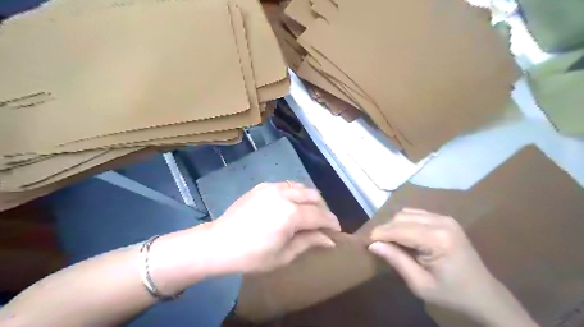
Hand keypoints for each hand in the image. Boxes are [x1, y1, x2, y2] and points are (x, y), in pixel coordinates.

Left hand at [209, 183, 340, 274]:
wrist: (219, 243)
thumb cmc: (252, 256)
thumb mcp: (284, 255)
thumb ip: (309, 242)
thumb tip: (330, 240)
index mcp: (291, 214)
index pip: (320, 215)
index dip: (331, 223)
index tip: (337, 231)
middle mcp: (285, 195)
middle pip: (314, 196)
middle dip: (323, 209)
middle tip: (322, 224)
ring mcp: (272, 187)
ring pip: (301, 187)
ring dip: (310, 199)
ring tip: (308, 213)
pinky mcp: (263, 186)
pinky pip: (287, 185)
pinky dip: (296, 193)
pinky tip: (291, 205)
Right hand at [367, 209, 494, 316]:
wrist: (483, 294)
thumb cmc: (451, 293)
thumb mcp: (420, 284)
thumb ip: (396, 260)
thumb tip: (373, 245)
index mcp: (438, 240)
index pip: (399, 229)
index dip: (379, 234)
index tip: (365, 242)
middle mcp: (441, 222)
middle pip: (401, 218)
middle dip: (385, 229)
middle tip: (377, 245)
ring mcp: (445, 218)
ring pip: (406, 213)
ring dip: (394, 225)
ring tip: (390, 241)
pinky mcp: (445, 219)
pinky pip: (416, 214)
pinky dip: (404, 222)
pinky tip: (404, 236)